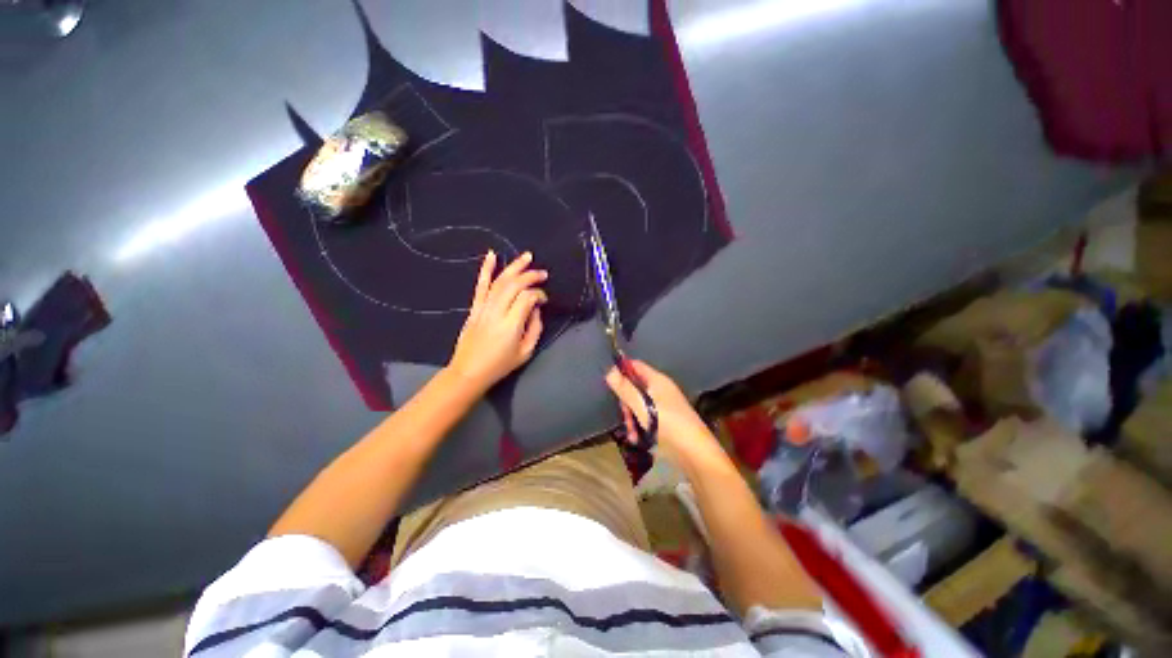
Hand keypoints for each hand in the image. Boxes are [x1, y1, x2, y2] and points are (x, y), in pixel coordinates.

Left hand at [447, 251, 546, 392]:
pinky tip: (492, 255)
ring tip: (527, 256)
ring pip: (500, 281)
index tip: (544, 300)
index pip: (527, 298)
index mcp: (511, 325)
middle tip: (543, 273)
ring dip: (514, 267)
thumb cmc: (500, 365)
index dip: (539, 295)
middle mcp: (497, 312)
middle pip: (514, 285)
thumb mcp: (526, 352)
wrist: (469, 371)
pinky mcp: (475, 307)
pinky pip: (480, 285)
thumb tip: (536, 310)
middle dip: (530, 276)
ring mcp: (483, 308)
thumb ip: (535, 329)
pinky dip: (486, 269)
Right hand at [605, 359, 721, 463]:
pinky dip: (639, 427)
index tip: (610, 384)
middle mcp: (660, 390)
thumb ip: (625, 388)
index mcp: (657, 380)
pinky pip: (646, 418)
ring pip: (638, 405)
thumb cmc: (667, 424)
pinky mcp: (664, 422)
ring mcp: (663, 406)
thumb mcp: (641, 406)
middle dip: (626, 402)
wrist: (694, 453)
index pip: (636, 366)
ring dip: (631, 419)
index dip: (622, 371)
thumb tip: (609, 370)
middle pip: (635, 388)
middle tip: (625, 417)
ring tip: (632, 434)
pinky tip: (637, 440)